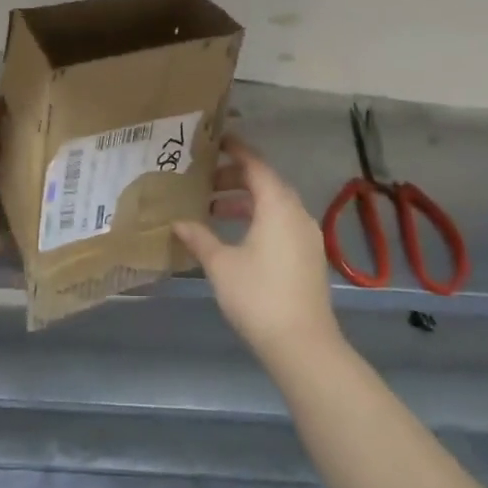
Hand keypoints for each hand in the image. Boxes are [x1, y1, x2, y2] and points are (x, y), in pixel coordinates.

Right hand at [174, 135, 339, 362]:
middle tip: (205, 182)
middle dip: (235, 178)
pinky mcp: (309, 256)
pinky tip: (237, 237)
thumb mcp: (220, 264)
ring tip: (214, 211)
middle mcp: (296, 212)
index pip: (255, 164)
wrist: (303, 346)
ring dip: (245, 202)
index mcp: (277, 205)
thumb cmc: (258, 295)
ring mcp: (307, 235)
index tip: (214, 141)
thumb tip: (178, 222)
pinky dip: (259, 219)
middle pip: (265, 183)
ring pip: (274, 204)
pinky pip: (282, 222)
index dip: (235, 150)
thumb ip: (199, 238)